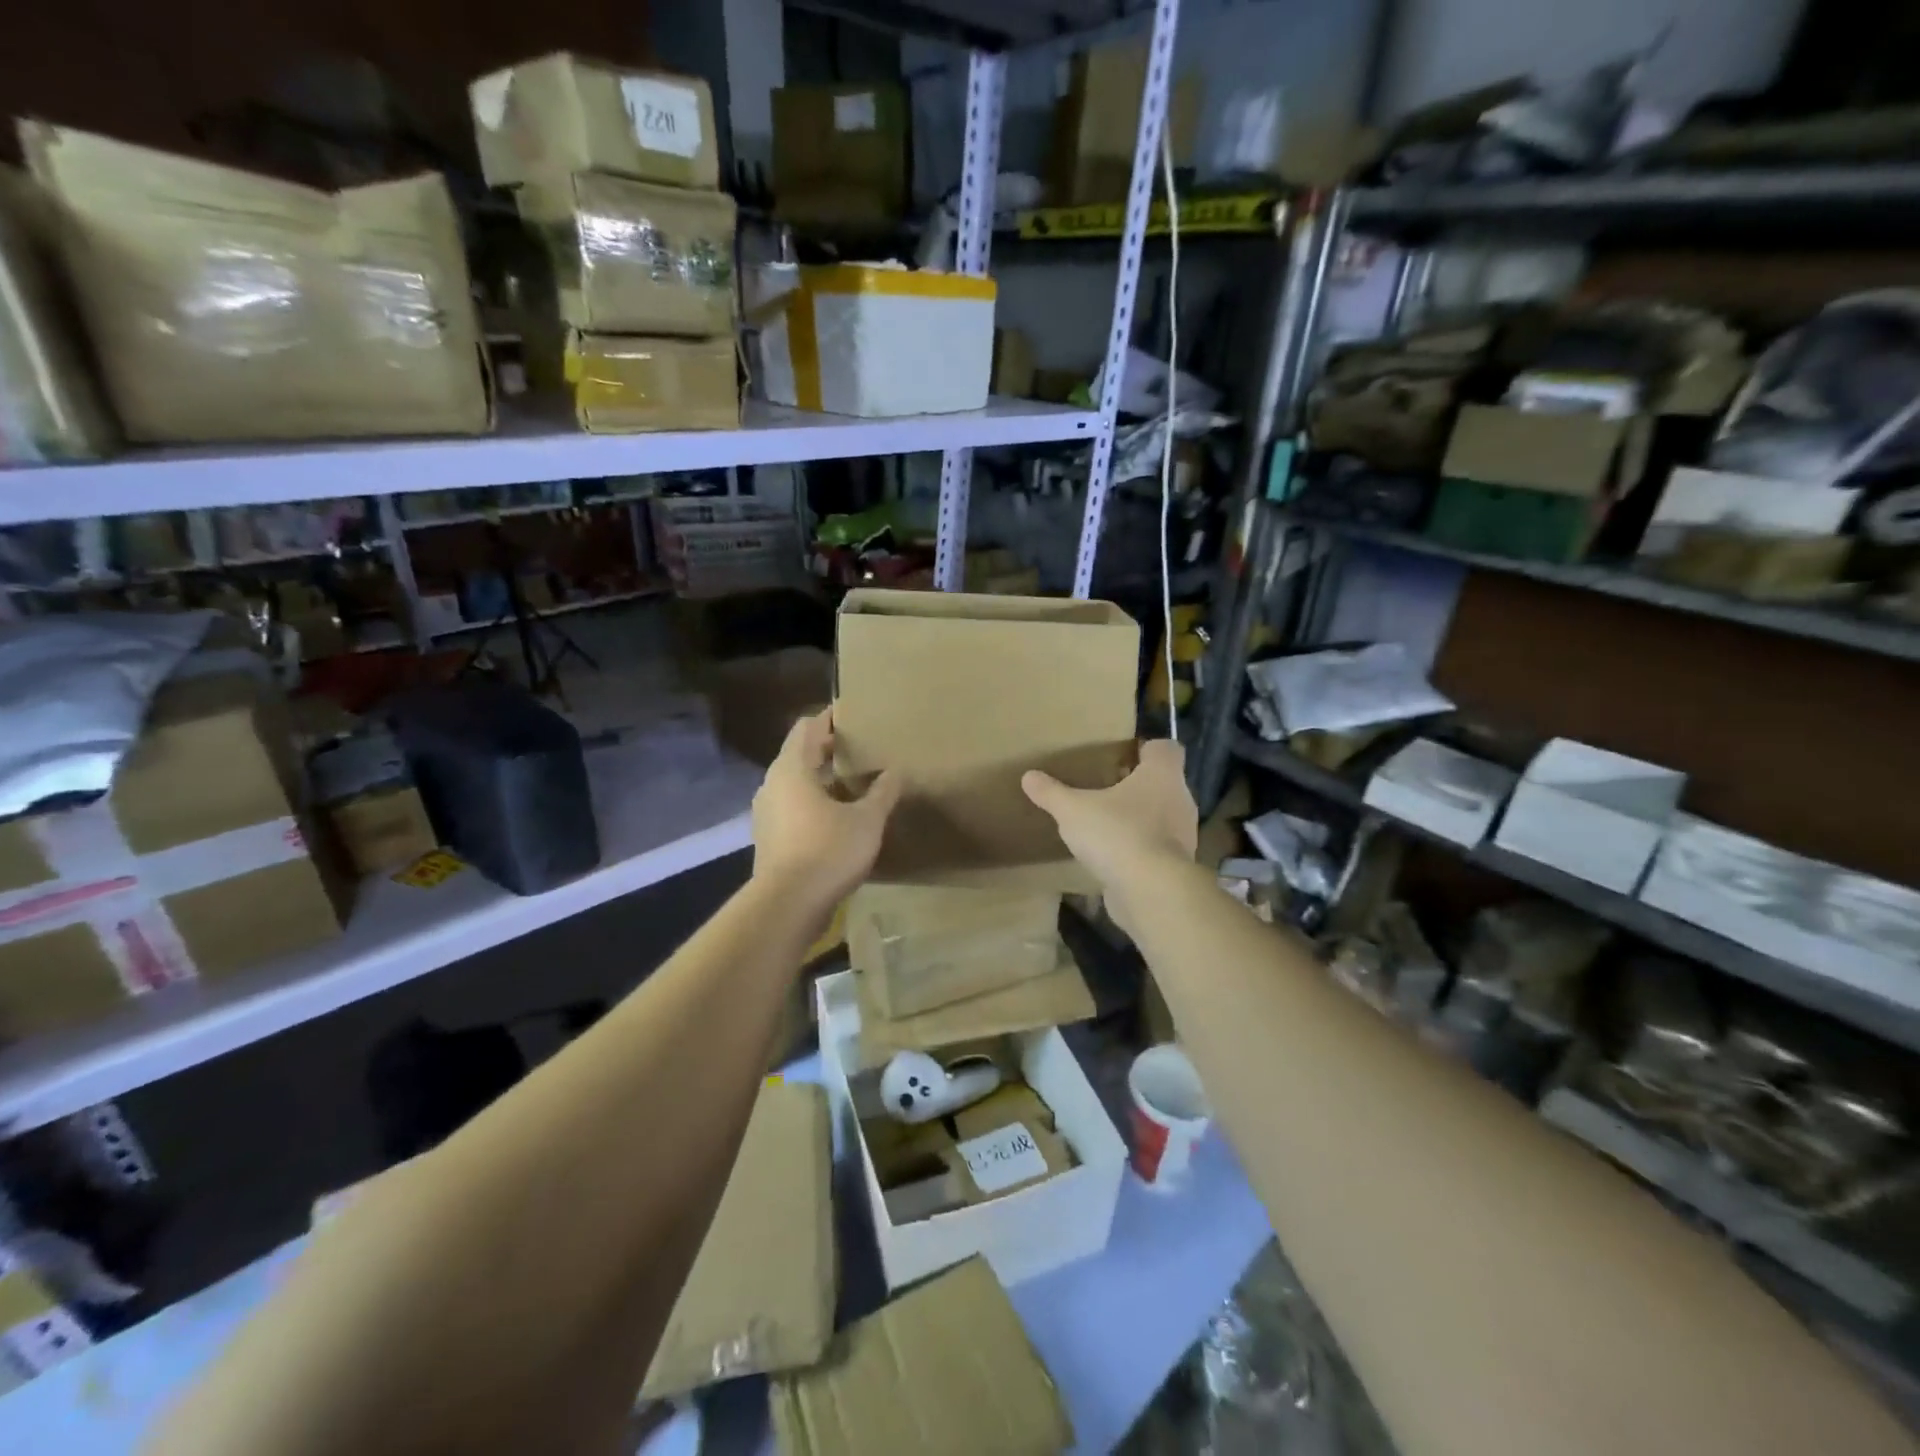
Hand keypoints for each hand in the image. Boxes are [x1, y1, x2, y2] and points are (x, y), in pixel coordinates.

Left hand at [751, 709, 900, 914]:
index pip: (808, 728)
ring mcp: (767, 813)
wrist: (787, 905)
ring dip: (822, 780)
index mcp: (792, 769)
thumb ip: (882, 793)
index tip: (853, 715)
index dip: (830, 719)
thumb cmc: (827, 851)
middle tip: (861, 749)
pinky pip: (793, 808)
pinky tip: (839, 817)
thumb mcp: (866, 821)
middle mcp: (773, 784)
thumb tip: (895, 772)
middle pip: (800, 754)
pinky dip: (814, 804)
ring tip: (854, 783)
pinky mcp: (770, 838)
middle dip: (829, 750)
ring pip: (796, 784)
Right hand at [1022, 739, 1196, 936]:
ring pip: (1162, 817)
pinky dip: (1140, 849)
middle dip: (1137, 786)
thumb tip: (1028, 776)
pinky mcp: (1176, 866)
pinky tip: (1113, 856)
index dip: (1146, 749)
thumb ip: (1052, 793)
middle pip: (1163, 783)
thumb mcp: (1073, 810)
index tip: (1122, 756)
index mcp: (1162, 775)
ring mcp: (1183, 835)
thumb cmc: (1117, 833)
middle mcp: (1180, 800)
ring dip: (1139, 819)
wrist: (1151, 890)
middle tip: (1106, 789)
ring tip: (1107, 824)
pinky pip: (1157, 848)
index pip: (1166, 749)